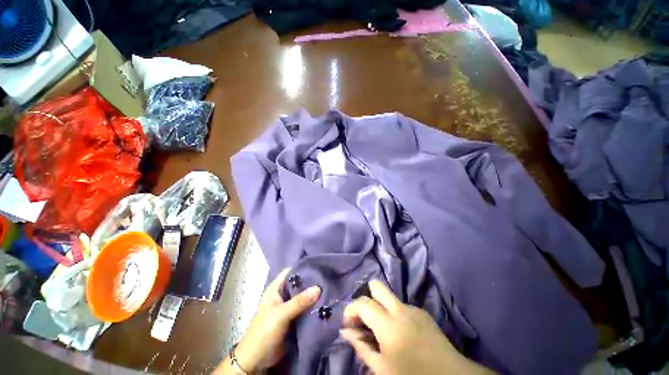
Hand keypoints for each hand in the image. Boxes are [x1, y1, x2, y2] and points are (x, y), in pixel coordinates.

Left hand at [218, 268, 320, 373]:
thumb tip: (318, 288)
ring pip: (304, 296)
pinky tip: (326, 303)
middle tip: (327, 278)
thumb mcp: (281, 314)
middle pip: (299, 283)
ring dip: (314, 294)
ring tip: (330, 288)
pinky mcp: (294, 317)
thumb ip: (299, 301)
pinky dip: (313, 306)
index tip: (319, 266)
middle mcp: (283, 294)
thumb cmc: (264, 331)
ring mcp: (288, 306)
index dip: (303, 267)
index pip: (291, 271)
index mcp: (276, 288)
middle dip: (312, 281)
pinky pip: (305, 308)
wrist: (257, 360)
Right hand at [340, 280, 494, 374]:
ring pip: (389, 296)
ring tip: (380, 328)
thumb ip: (361, 346)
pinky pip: (401, 305)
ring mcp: (413, 308)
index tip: (348, 323)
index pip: (362, 303)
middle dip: (365, 296)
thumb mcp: (382, 369)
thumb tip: (345, 331)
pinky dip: (393, 313)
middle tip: (363, 317)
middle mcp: (400, 309)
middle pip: (376, 286)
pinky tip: (399, 332)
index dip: (351, 309)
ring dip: (379, 306)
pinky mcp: (422, 312)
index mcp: (388, 324)